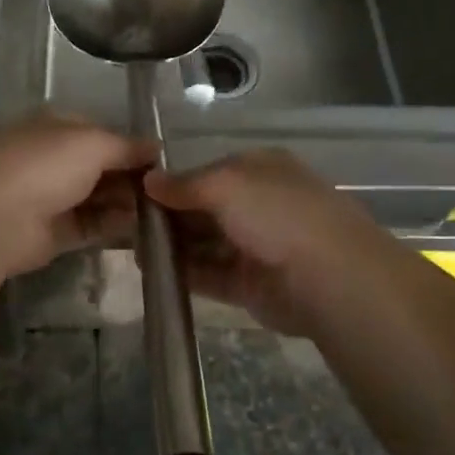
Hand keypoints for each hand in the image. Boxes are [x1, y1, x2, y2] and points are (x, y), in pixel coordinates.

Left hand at [0, 111, 154, 275]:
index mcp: (56, 127)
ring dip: (127, 203)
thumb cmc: (44, 165)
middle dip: (132, 176)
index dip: (130, 145)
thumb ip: (127, 146)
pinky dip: (116, 227)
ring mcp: (51, 196)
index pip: (100, 132)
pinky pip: (92, 226)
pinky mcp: (53, 233)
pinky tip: (144, 231)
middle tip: (168, 191)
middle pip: (101, 167)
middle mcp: (52, 159)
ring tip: (165, 212)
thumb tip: (156, 147)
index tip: (162, 161)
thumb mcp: (93, 143)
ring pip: (98, 197)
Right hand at [144, 148, 390, 333]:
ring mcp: (254, 246)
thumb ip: (185, 184)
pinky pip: (209, 274)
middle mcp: (258, 204)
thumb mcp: (226, 184)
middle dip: (169, 213)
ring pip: (204, 241)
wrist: (329, 277)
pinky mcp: (249, 284)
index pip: (208, 171)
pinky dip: (182, 272)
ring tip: (130, 246)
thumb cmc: (277, 213)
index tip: (136, 190)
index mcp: (259, 170)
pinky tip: (151, 271)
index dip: (174, 181)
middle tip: (125, 221)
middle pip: (204, 207)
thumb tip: (149, 180)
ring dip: (171, 244)